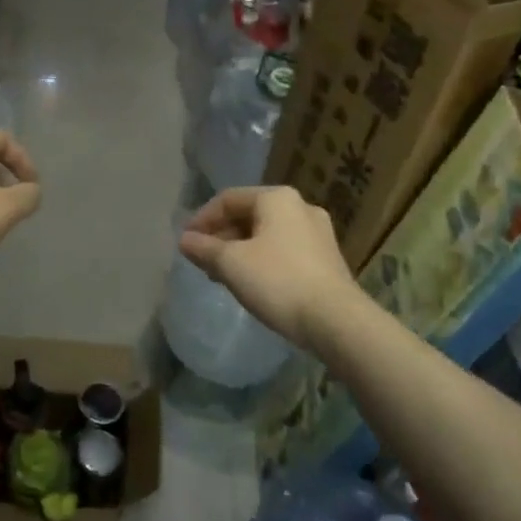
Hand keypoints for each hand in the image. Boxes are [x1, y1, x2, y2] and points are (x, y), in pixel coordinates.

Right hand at [178, 187, 362, 352]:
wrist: (336, 321)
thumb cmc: (278, 281)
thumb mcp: (231, 264)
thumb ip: (204, 248)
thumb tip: (184, 240)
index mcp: (276, 199)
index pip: (228, 199)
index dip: (202, 219)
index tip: (186, 243)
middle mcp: (300, 207)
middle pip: (249, 215)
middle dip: (221, 236)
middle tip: (202, 260)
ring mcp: (317, 233)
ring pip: (266, 234)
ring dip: (240, 250)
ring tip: (222, 274)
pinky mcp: (326, 258)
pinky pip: (283, 250)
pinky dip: (261, 259)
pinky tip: (251, 283)